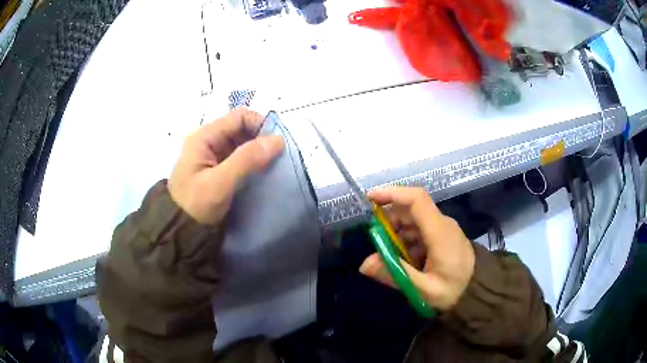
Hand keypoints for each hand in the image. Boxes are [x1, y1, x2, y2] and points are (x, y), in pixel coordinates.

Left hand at [168, 108, 283, 224]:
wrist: (180, 232)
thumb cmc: (195, 205)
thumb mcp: (219, 183)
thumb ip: (247, 159)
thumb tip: (278, 140)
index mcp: (204, 137)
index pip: (239, 117)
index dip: (260, 125)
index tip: (277, 145)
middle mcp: (209, 141)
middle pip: (241, 129)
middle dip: (261, 140)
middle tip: (277, 158)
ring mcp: (213, 155)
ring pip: (242, 144)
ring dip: (258, 152)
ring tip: (272, 167)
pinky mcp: (218, 169)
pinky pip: (239, 158)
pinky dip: (252, 163)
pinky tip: (261, 174)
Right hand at [359, 187, 474, 310]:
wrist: (479, 291)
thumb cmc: (455, 290)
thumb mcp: (424, 289)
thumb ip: (395, 275)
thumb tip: (364, 264)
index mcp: (439, 232)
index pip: (417, 200)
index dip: (392, 194)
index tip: (370, 199)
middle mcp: (442, 224)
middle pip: (410, 210)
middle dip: (389, 222)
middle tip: (376, 244)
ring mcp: (443, 229)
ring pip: (413, 221)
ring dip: (396, 235)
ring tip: (390, 258)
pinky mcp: (442, 236)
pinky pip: (419, 231)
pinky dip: (406, 242)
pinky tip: (405, 261)